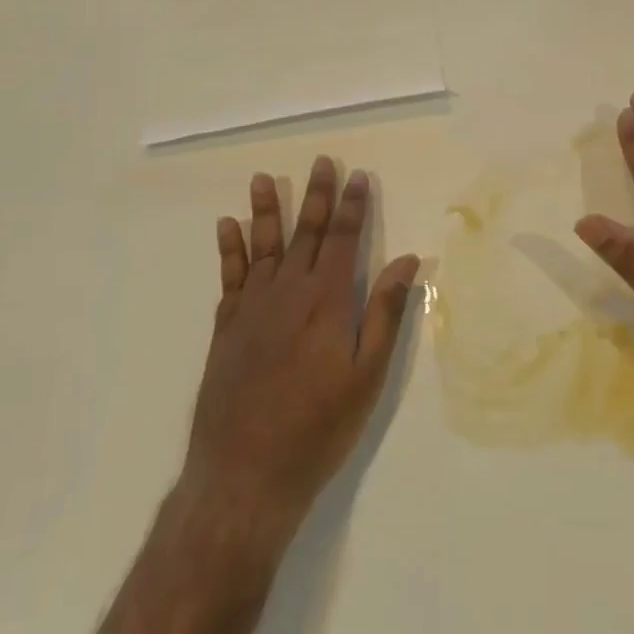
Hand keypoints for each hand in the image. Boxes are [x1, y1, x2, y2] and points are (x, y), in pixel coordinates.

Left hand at [185, 158, 421, 539]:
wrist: (246, 472)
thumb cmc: (319, 426)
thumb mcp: (367, 375)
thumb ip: (385, 313)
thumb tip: (407, 259)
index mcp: (327, 301)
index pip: (343, 240)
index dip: (352, 206)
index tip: (357, 176)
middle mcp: (288, 292)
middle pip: (305, 233)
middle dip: (316, 196)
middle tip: (321, 161)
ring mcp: (252, 307)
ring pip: (263, 245)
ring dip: (266, 210)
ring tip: (264, 178)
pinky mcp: (226, 326)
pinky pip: (230, 275)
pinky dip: (229, 248)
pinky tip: (227, 226)